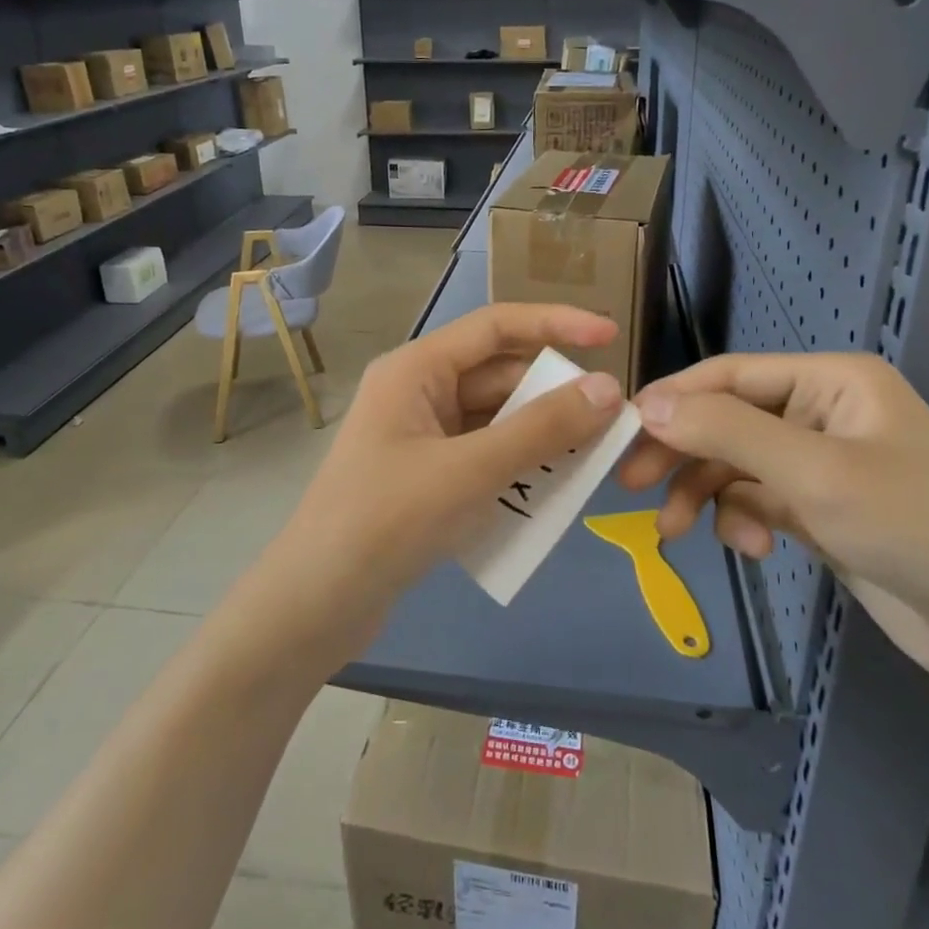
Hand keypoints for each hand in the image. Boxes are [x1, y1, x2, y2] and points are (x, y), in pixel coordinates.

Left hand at [270, 303, 624, 654]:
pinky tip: (549, 491)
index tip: (611, 335)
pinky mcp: (426, 478)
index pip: (496, 327)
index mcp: (416, 370)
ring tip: (592, 457)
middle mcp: (417, 393)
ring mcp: (420, 437)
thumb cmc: (387, 521)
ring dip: (540, 435)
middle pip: (499, 376)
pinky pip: (484, 456)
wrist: (317, 604)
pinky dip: (517, 467)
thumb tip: (608, 388)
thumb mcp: (470, 471)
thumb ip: (541, 428)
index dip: (555, 324)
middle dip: (554, 394)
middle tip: (611, 418)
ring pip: (495, 420)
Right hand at [619, 352, 928, 693]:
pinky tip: (751, 548)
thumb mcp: (814, 473)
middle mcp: (823, 412)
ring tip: (676, 532)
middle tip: (630, 484)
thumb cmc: (917, 528)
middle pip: (727, 420)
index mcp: (831, 381)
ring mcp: (824, 464)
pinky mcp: (823, 510)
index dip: (673, 399)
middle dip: (682, 452)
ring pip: (737, 464)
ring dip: (707, 494)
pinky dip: (743, 519)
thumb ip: (727, 432)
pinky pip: (759, 500)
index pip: (729, 376)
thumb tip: (648, 404)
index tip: (620, 432)